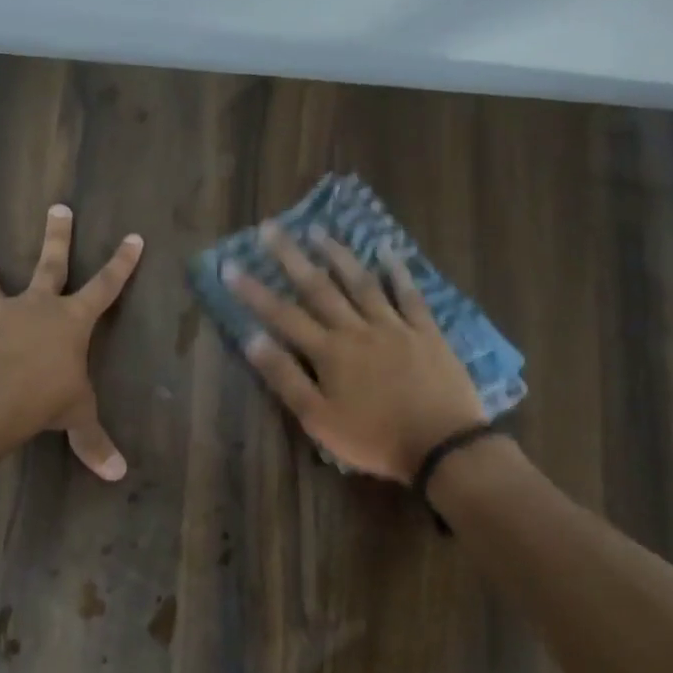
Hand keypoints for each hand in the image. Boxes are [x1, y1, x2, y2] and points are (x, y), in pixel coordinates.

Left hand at [0, 205, 143, 479]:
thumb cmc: (43, 400)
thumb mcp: (76, 418)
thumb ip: (93, 442)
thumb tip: (118, 475)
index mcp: (71, 321)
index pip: (105, 287)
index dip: (122, 264)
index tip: (133, 237)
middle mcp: (35, 308)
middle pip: (50, 264)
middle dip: (58, 236)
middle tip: (58, 206)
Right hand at [225, 222, 486, 481]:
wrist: (442, 444)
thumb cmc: (373, 438)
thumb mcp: (318, 418)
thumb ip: (286, 378)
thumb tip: (253, 339)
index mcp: (328, 352)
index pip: (282, 315)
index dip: (253, 291)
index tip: (230, 265)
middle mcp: (357, 329)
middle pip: (319, 288)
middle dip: (291, 257)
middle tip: (271, 228)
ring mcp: (394, 326)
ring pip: (361, 283)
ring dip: (338, 255)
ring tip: (318, 231)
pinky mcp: (426, 332)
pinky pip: (409, 295)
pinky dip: (397, 272)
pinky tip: (387, 251)